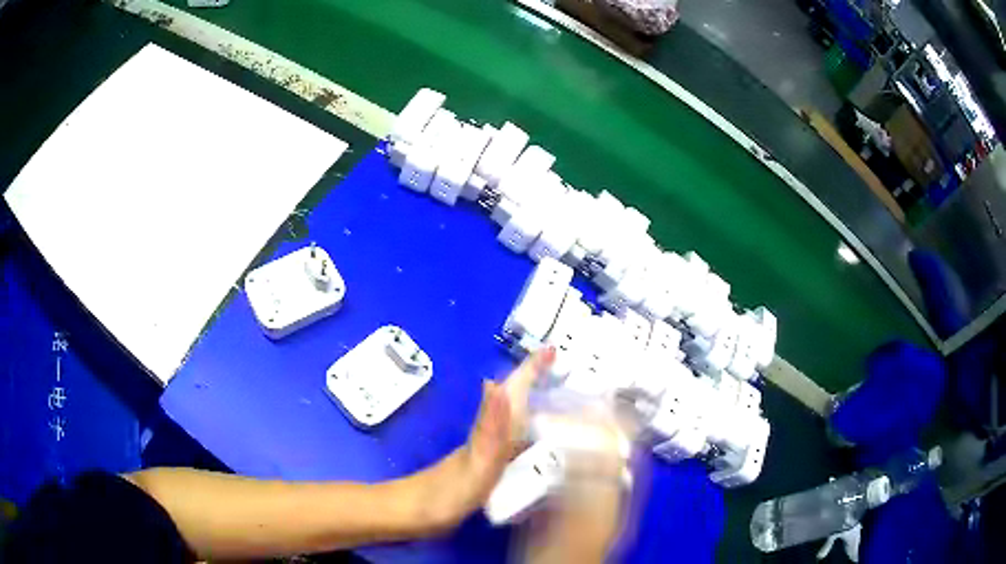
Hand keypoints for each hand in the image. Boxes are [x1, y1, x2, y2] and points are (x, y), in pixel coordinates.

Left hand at [418, 347, 554, 530]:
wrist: (414, 512)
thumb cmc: (446, 493)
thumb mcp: (475, 463)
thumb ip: (490, 428)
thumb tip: (498, 383)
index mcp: (490, 429)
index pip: (513, 390)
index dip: (531, 369)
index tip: (553, 350)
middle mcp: (490, 433)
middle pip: (517, 399)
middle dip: (540, 381)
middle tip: (567, 372)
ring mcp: (486, 449)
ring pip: (517, 418)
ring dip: (538, 404)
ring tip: (564, 401)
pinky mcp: (486, 465)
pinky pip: (516, 440)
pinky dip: (531, 432)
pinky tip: (538, 441)